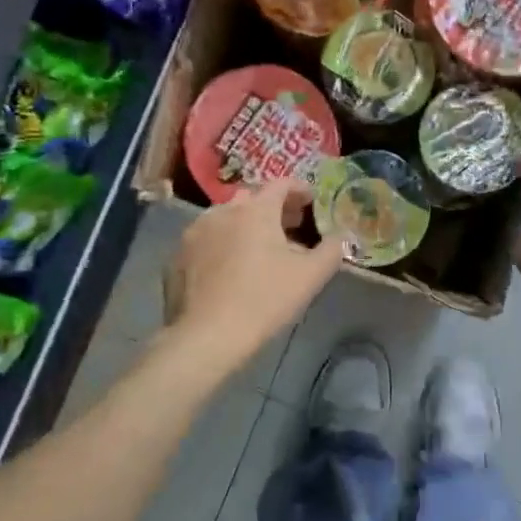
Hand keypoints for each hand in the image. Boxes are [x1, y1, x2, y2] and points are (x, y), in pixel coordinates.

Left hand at [161, 180, 342, 375]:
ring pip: (226, 218)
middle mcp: (222, 211)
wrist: (207, 335)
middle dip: (273, 208)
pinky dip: (223, 245)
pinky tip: (230, 269)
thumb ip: (332, 250)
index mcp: (255, 210)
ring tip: (260, 248)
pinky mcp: (178, 256)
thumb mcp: (310, 276)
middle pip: (252, 199)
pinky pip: (207, 240)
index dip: (299, 189)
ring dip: (245, 225)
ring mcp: (195, 232)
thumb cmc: (264, 299)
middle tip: (290, 225)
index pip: (281, 184)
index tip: (312, 201)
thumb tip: (342, 236)